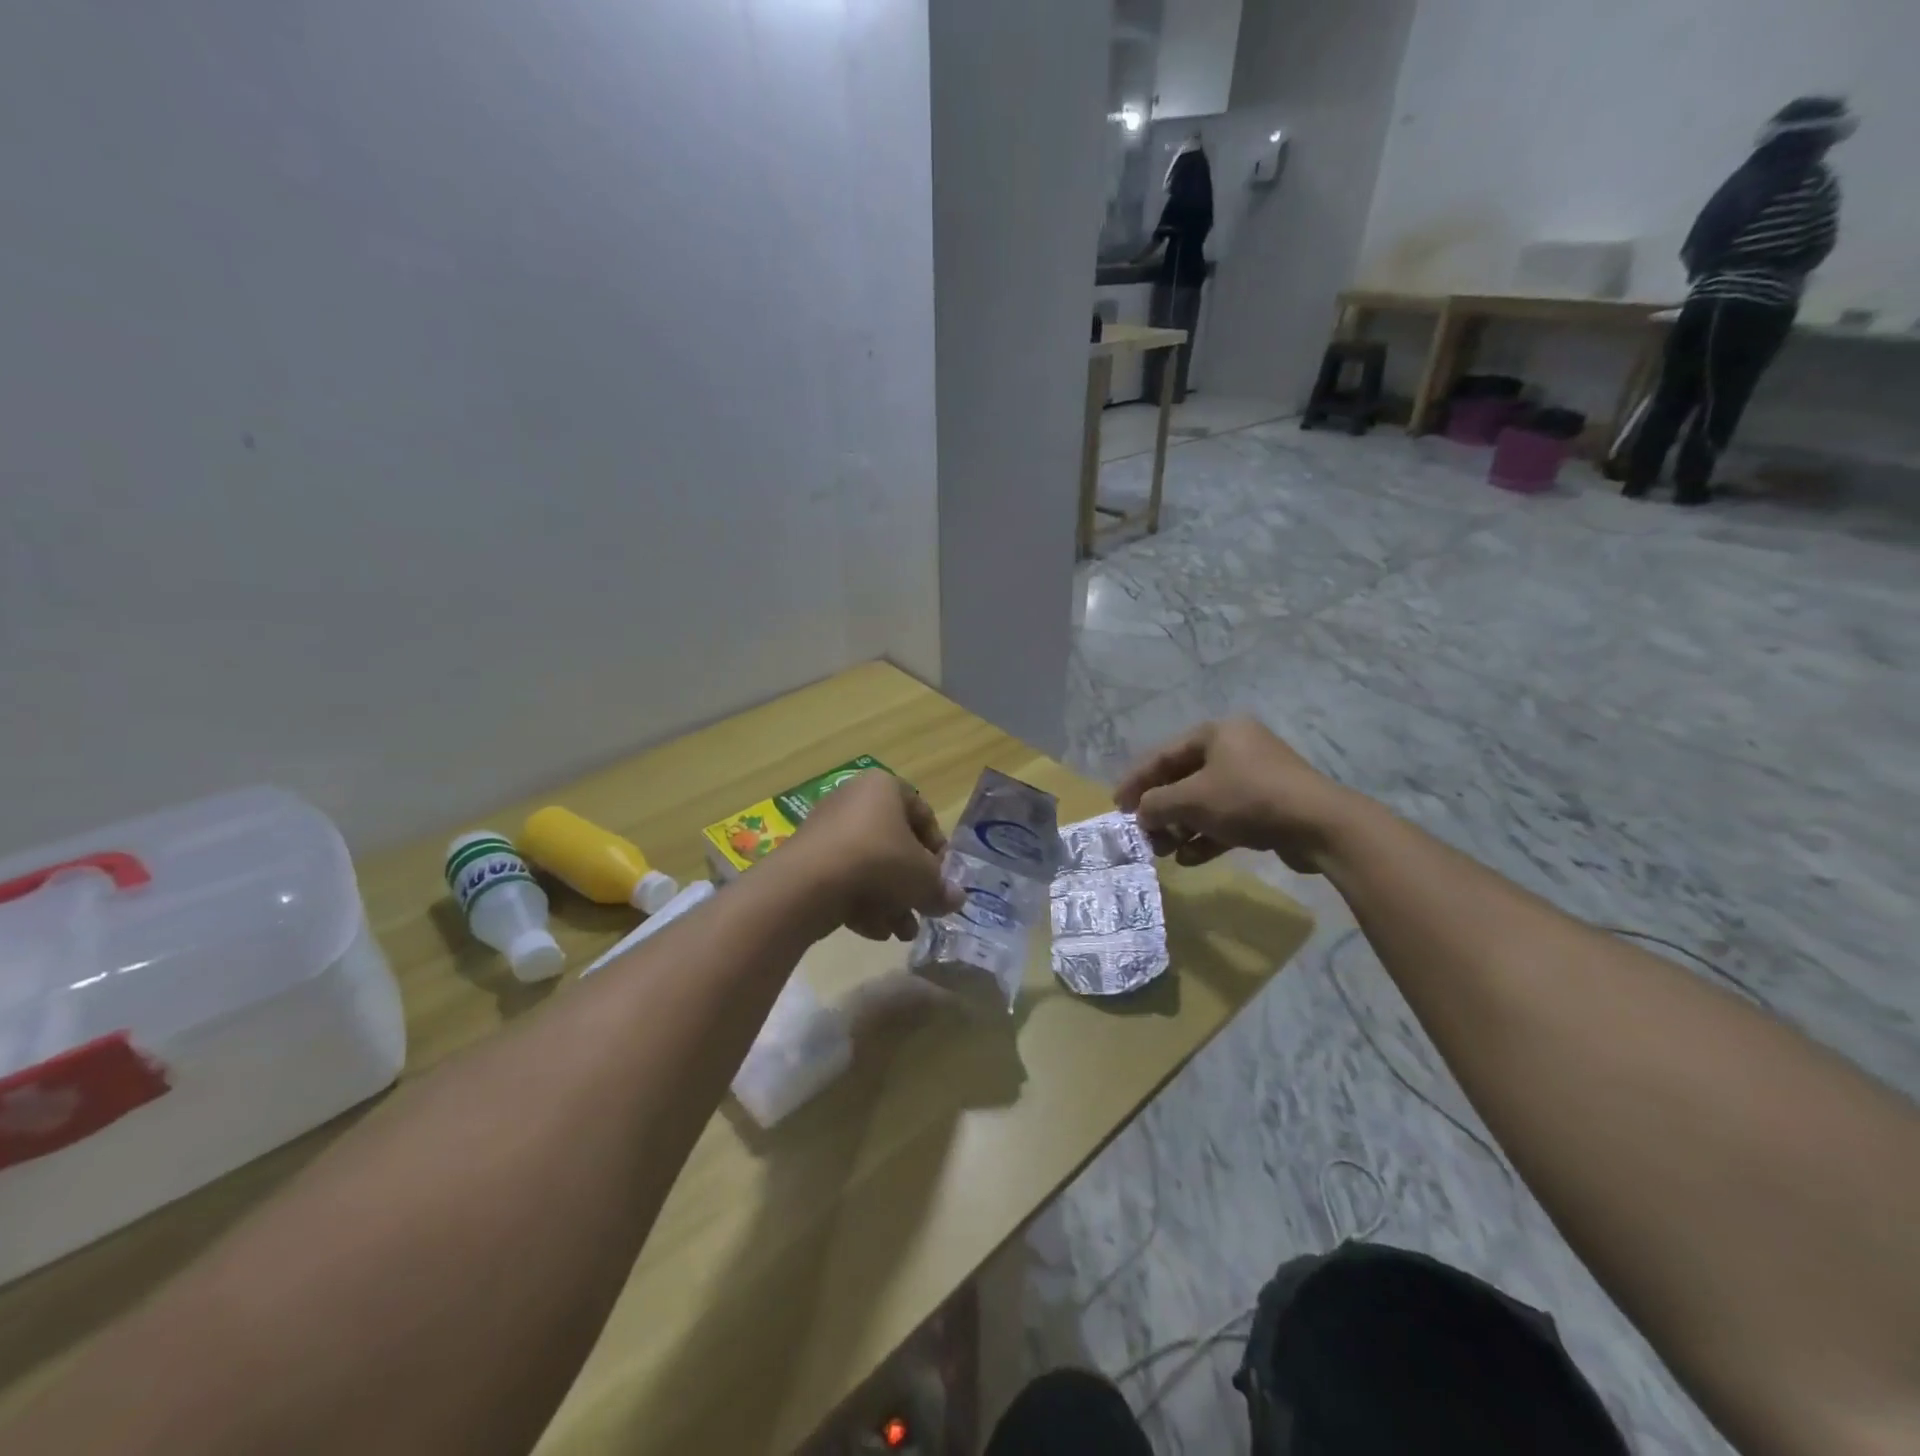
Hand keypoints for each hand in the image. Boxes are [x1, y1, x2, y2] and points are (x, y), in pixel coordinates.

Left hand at [786, 771, 962, 941]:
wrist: (810, 883)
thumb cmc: (879, 862)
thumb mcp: (924, 879)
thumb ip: (942, 889)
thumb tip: (956, 899)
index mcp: (884, 787)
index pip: (923, 814)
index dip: (938, 849)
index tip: (942, 879)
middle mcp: (853, 799)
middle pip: (894, 844)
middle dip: (911, 884)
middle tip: (923, 911)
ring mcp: (826, 828)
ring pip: (869, 866)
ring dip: (890, 900)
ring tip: (901, 933)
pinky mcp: (807, 858)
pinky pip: (843, 877)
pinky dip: (860, 902)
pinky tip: (873, 931)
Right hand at [1114, 717, 1357, 872]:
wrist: (1320, 825)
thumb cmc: (1248, 799)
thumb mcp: (1192, 799)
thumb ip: (1157, 804)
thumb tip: (1140, 814)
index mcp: (1217, 733)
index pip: (1163, 755)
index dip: (1136, 781)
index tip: (1117, 806)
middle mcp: (1236, 749)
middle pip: (1184, 779)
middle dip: (1160, 810)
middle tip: (1141, 834)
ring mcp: (1255, 778)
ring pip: (1205, 802)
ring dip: (1180, 827)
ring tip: (1162, 851)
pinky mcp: (1269, 806)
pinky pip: (1227, 818)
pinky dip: (1207, 836)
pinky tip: (1189, 859)